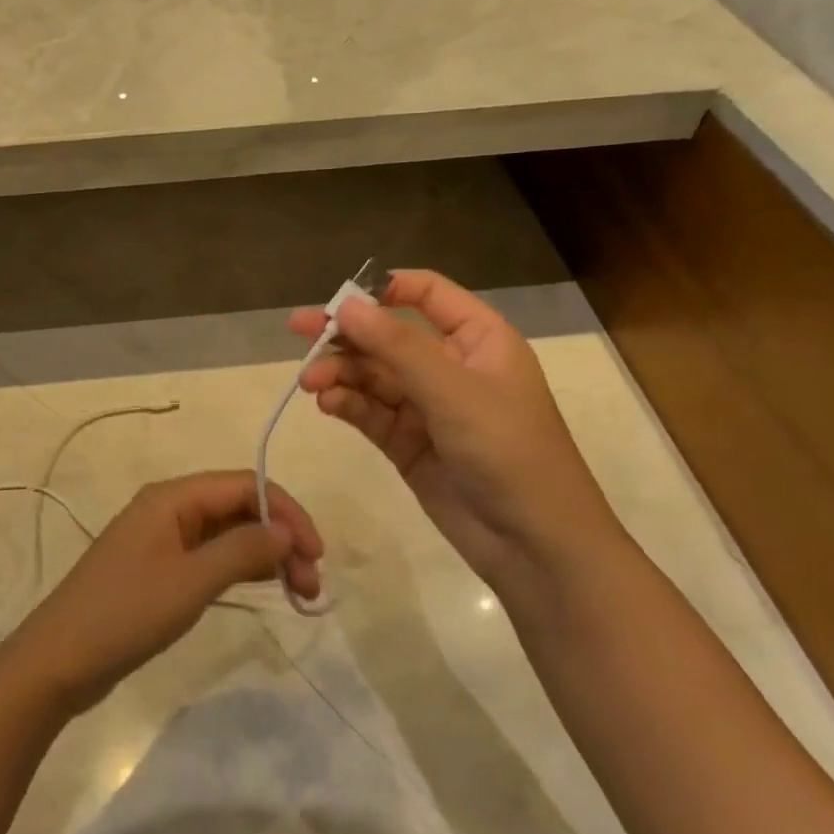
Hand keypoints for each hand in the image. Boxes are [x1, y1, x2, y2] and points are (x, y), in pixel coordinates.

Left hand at [7, 471, 323, 713]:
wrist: (60, 660)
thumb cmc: (126, 614)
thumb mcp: (191, 581)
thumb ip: (242, 551)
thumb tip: (285, 530)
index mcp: (173, 497)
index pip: (244, 485)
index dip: (286, 511)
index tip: (317, 552)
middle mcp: (169, 508)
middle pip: (238, 507)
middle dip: (279, 537)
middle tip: (311, 584)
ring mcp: (163, 539)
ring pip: (227, 533)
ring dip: (264, 555)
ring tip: (300, 591)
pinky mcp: (160, 568)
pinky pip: (211, 556)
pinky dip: (240, 569)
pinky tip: (266, 588)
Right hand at [289, 269, 618, 578]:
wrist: (534, 545)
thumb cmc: (507, 450)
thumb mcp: (453, 391)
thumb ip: (396, 346)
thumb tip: (346, 305)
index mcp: (477, 339)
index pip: (427, 293)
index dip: (384, 288)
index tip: (341, 299)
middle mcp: (450, 365)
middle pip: (388, 335)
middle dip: (345, 334)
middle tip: (299, 331)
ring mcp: (426, 406)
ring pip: (372, 374)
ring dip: (340, 372)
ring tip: (311, 382)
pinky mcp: (407, 442)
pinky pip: (369, 411)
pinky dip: (347, 403)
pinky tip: (327, 403)